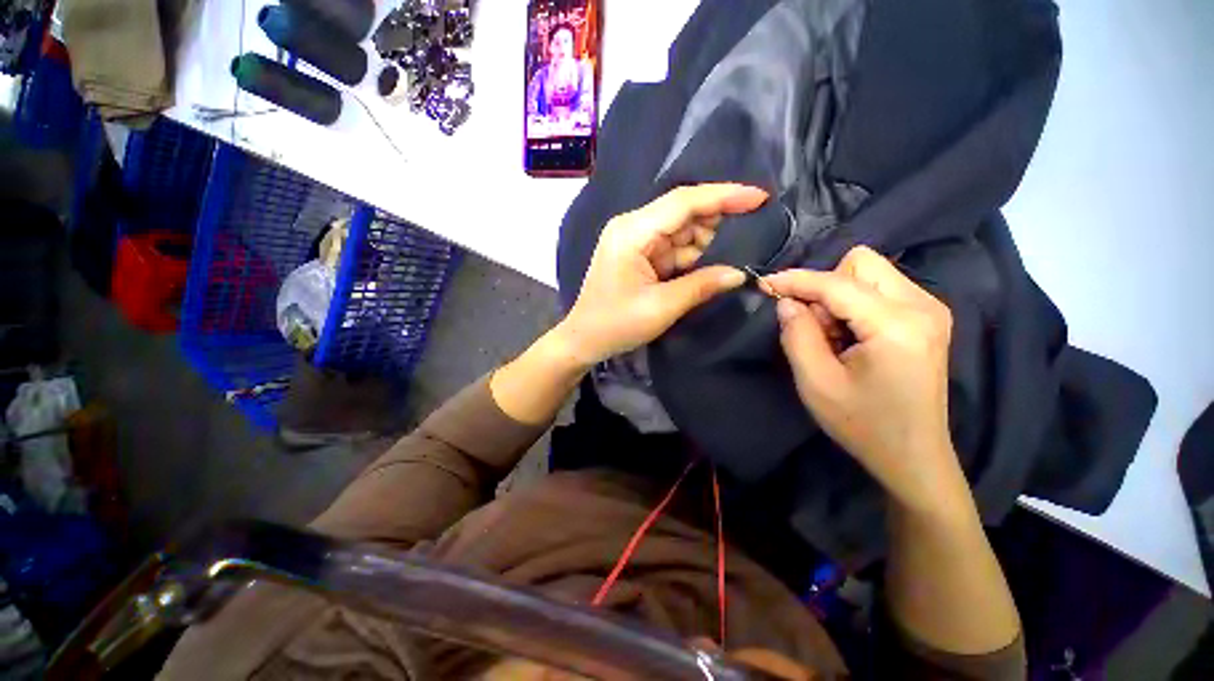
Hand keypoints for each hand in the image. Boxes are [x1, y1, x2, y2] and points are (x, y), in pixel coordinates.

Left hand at [554, 184, 767, 366]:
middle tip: (747, 238)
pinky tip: (704, 266)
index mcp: (633, 232)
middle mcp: (633, 227)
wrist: (584, 339)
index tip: (759, 198)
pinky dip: (690, 256)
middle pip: (683, 212)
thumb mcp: (661, 307)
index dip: (724, 196)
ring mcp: (634, 239)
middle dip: (715, 223)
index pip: (683, 202)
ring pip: (681, 230)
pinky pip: (672, 246)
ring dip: (703, 243)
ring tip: (723, 260)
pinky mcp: (638, 254)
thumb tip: (739, 273)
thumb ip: (701, 286)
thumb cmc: (616, 324)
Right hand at [764, 246, 963, 512]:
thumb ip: (797, 335)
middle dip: (825, 287)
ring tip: (833, 336)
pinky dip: (853, 304)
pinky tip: (850, 337)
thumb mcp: (816, 383)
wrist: (912, 455)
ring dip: (838, 296)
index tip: (764, 284)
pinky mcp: (927, 317)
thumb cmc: (863, 424)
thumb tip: (787, 302)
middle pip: (860, 262)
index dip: (796, 280)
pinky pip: (879, 288)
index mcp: (897, 325)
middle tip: (815, 326)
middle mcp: (922, 305)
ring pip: (869, 272)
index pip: (837, 283)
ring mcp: (930, 309)